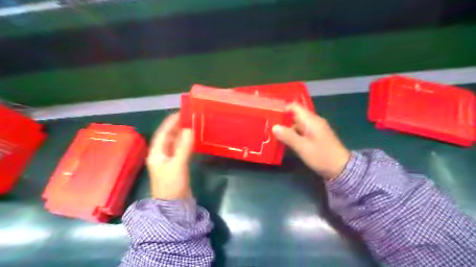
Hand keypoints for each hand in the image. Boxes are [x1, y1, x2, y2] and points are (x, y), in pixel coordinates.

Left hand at [148, 112, 193, 199]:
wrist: (174, 206)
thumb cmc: (172, 185)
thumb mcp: (178, 165)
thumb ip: (184, 147)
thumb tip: (189, 129)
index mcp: (156, 153)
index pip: (162, 133)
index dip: (170, 122)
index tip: (180, 112)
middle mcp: (161, 155)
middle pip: (168, 137)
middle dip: (177, 127)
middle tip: (189, 117)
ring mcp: (169, 161)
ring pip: (175, 143)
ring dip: (182, 134)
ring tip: (192, 125)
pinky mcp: (176, 166)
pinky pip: (181, 150)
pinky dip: (186, 144)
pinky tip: (193, 140)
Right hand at [271, 103, 348, 179]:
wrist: (341, 169)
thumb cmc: (321, 156)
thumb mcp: (302, 147)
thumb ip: (288, 136)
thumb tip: (274, 127)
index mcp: (311, 120)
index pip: (295, 107)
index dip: (282, 109)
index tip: (270, 114)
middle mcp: (313, 121)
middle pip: (294, 115)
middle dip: (282, 120)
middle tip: (268, 125)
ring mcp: (314, 129)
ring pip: (297, 124)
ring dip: (286, 128)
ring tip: (272, 133)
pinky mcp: (315, 137)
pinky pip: (301, 131)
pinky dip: (292, 134)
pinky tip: (283, 140)